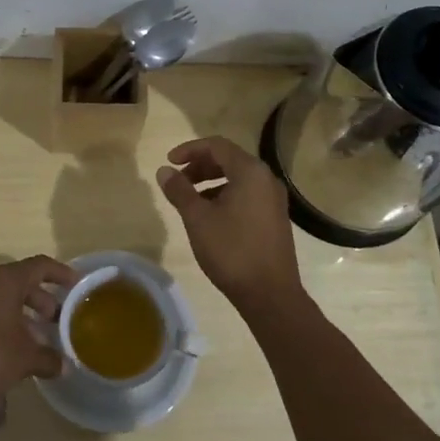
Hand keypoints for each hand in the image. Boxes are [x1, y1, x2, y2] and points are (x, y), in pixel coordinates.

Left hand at [0, 255, 71, 415]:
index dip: (61, 273)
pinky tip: (14, 347)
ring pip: (3, 297)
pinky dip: (6, 321)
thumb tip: (64, 366)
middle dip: (43, 299)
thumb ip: (48, 358)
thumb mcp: (25, 360)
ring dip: (24, 313)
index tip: (77, 284)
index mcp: (4, 281)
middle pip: (21, 281)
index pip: (40, 266)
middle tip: (58, 319)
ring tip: (40, 337)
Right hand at [157, 136, 307, 318]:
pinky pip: (247, 194)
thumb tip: (164, 171)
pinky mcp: (275, 218)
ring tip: (190, 201)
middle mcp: (266, 179)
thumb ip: (180, 191)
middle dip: (200, 166)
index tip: (169, 162)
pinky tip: (211, 216)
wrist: (270, 294)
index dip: (190, 149)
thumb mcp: (198, 218)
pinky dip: (226, 196)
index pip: (217, 146)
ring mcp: (274, 199)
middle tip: (178, 180)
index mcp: (250, 172)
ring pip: (238, 179)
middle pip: (229, 160)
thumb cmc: (231, 251)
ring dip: (211, 182)